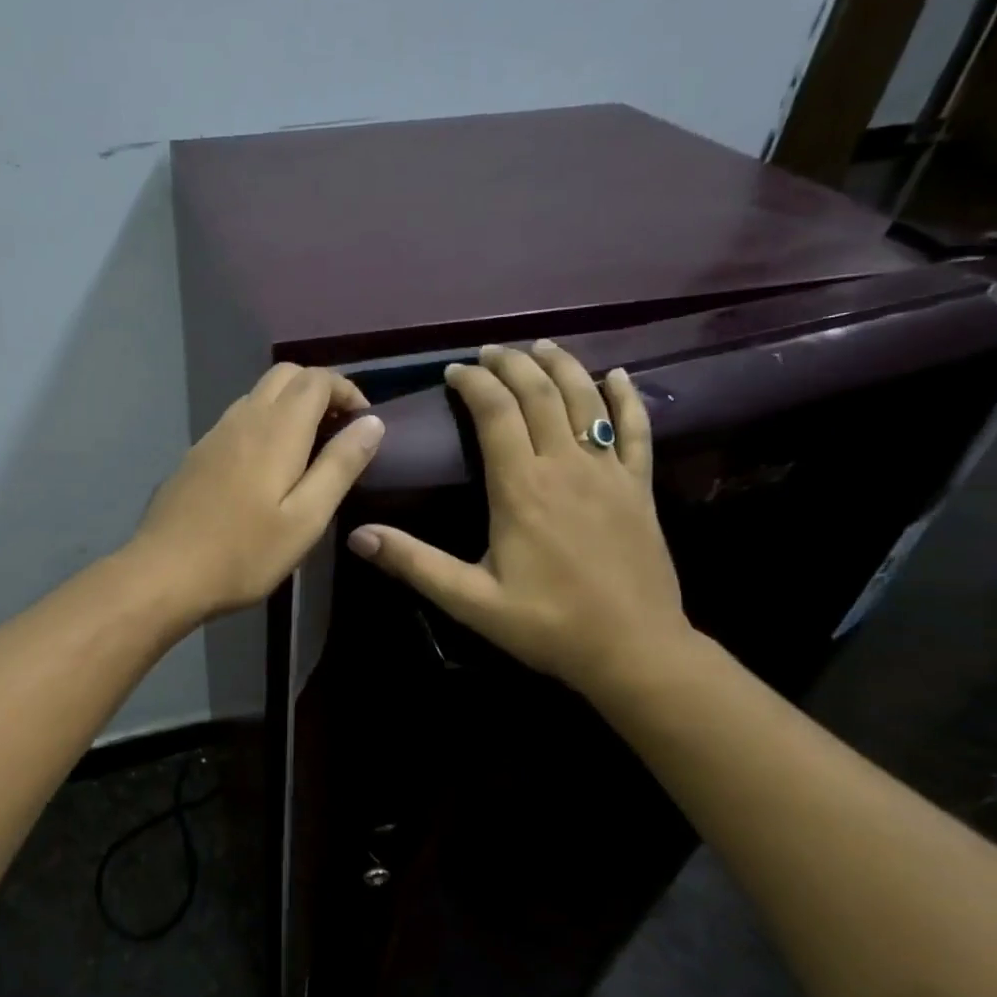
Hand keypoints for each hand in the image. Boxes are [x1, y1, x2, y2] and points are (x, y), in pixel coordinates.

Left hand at [131, 363, 382, 620]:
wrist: (164, 573)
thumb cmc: (244, 553)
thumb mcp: (306, 518)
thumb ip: (340, 466)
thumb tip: (372, 423)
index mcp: (276, 429)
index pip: (316, 379)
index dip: (346, 390)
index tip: (364, 423)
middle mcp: (243, 418)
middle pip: (285, 375)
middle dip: (319, 390)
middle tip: (338, 431)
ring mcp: (213, 435)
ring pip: (258, 396)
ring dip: (289, 406)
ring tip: (308, 450)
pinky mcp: (196, 455)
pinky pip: (237, 420)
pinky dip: (263, 424)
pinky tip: (266, 469)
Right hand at [346, 341, 693, 696]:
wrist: (633, 650)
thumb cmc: (546, 625)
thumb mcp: (470, 600)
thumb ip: (414, 563)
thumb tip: (358, 536)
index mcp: (521, 488)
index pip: (496, 413)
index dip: (474, 384)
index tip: (455, 371)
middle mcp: (566, 466)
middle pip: (539, 394)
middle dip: (512, 365)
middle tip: (488, 353)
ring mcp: (608, 473)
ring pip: (585, 400)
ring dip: (561, 366)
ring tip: (539, 347)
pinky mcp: (639, 488)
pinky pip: (635, 429)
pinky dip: (625, 397)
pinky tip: (618, 375)